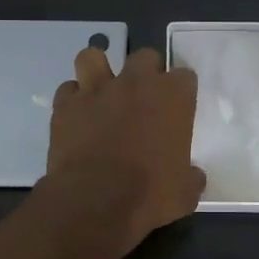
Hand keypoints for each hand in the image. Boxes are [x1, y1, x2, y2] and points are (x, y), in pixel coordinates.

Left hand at [45, 45, 205, 250]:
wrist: (95, 202)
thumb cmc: (150, 195)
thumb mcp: (185, 193)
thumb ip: (191, 176)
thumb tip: (193, 176)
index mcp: (173, 97)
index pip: (184, 76)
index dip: (181, 92)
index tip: (178, 109)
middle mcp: (136, 83)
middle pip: (145, 57)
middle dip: (146, 73)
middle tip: (143, 99)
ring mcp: (97, 90)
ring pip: (94, 57)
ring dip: (99, 71)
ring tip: (102, 91)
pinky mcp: (65, 105)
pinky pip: (68, 90)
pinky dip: (73, 100)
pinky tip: (77, 116)